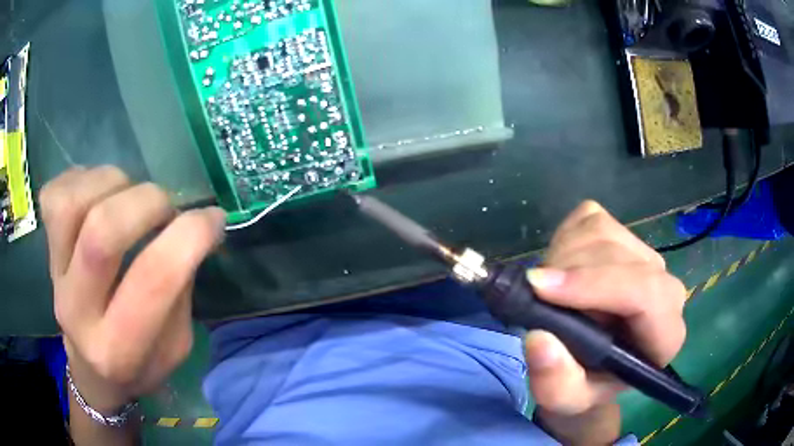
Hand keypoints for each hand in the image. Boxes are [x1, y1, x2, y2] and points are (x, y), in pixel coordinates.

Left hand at [40, 166, 225, 411]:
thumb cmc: (139, 364)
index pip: (153, 279)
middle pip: (102, 231)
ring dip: (113, 183)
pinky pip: (54, 194)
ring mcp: (55, 276)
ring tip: (128, 196)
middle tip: (166, 207)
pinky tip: (98, 195)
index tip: (213, 219)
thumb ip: (180, 290)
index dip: (190, 235)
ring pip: (73, 203)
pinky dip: (82, 179)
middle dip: (147, 202)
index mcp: (120, 349)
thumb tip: (193, 226)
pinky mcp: (45, 251)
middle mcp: (78, 312)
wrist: (91, 370)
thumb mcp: (176, 347)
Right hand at [524, 201, 685, 442]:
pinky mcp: (625, 236)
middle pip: (618, 256)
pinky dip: (565, 239)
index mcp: (665, 334)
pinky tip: (561, 269)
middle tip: (534, 294)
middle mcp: (665, 288)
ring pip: (602, 231)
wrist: (593, 367)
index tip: (541, 288)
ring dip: (562, 255)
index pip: (645, 294)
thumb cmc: (585, 385)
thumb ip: (556, 383)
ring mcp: (646, 255)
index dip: (594, 286)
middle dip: (568, 270)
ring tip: (548, 289)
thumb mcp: (566, 400)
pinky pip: (591, 218)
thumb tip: (539, 339)